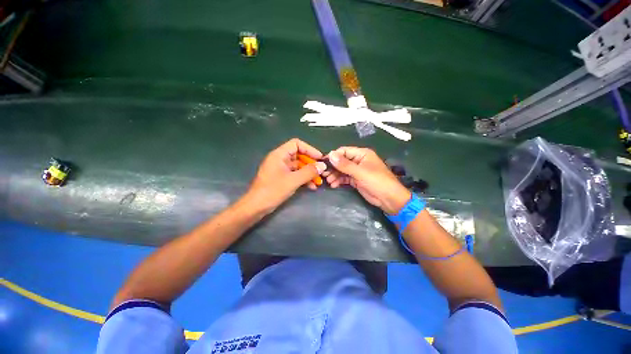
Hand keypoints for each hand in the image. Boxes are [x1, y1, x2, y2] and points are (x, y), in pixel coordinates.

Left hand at [242, 138, 325, 213]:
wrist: (256, 206)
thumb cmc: (273, 190)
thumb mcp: (293, 180)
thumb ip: (309, 172)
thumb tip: (322, 166)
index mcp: (279, 154)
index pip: (296, 144)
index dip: (309, 149)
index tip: (319, 158)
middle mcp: (280, 159)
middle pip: (299, 155)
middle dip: (311, 163)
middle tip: (321, 171)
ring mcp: (280, 169)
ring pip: (298, 167)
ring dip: (308, 173)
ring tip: (318, 181)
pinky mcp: (281, 178)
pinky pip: (295, 175)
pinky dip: (303, 179)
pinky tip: (311, 187)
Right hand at [323, 147, 410, 214]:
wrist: (389, 199)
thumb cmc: (377, 182)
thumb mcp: (360, 172)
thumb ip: (345, 164)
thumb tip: (330, 155)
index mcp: (362, 154)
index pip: (344, 151)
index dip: (333, 156)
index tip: (323, 163)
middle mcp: (358, 160)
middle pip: (341, 161)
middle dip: (333, 168)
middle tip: (323, 174)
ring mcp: (357, 171)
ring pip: (342, 170)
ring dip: (334, 175)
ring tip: (328, 181)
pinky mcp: (356, 180)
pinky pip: (345, 178)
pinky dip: (339, 181)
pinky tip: (333, 185)